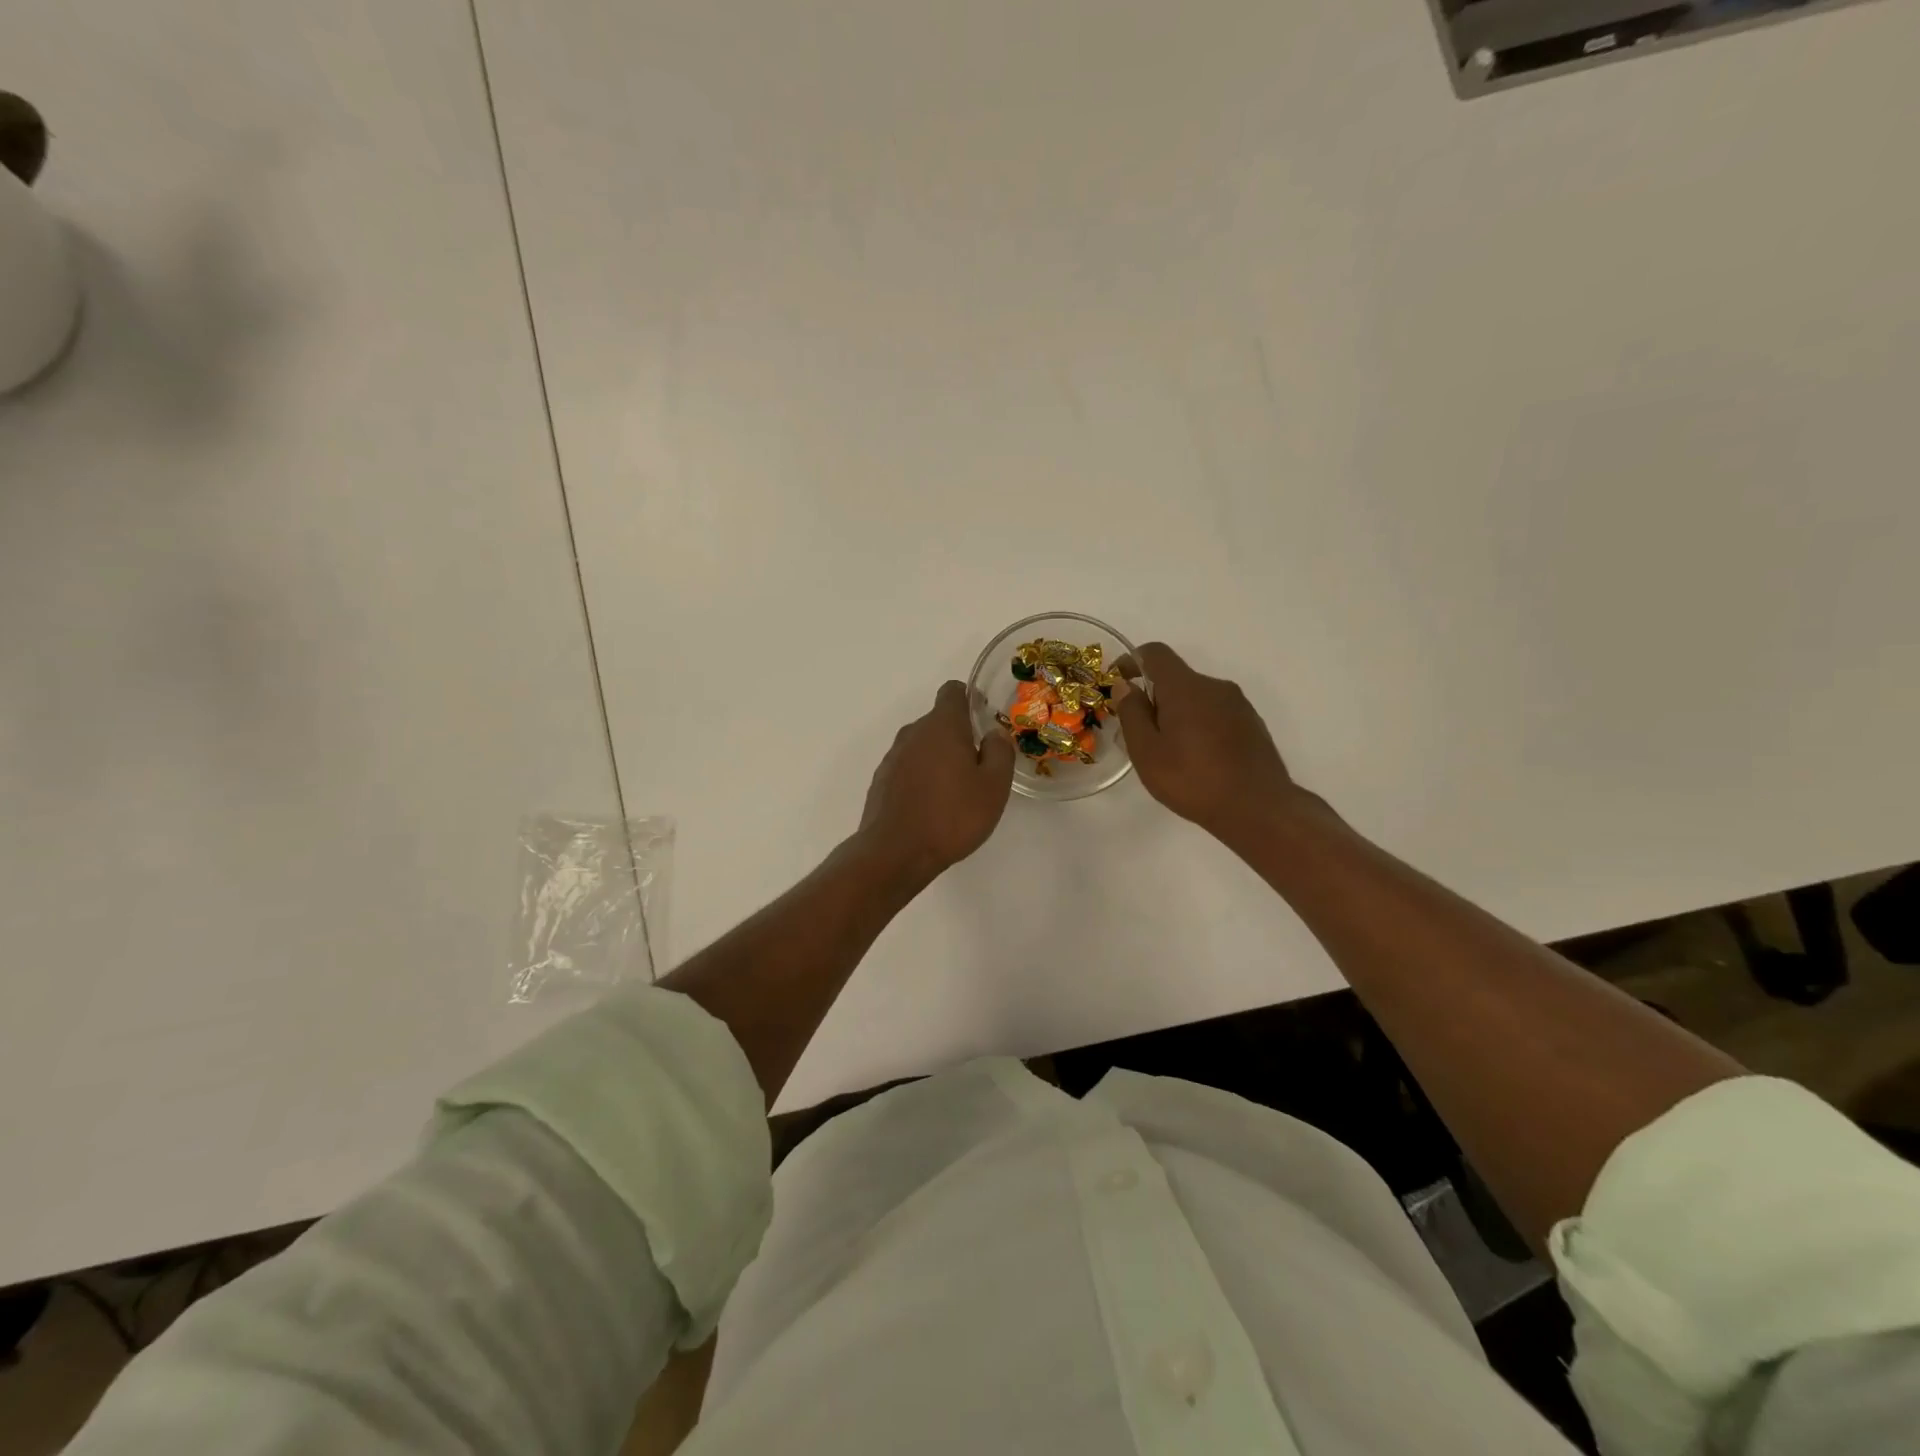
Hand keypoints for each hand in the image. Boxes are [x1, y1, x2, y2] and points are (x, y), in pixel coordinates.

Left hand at [856, 680, 1015, 884]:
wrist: (895, 852)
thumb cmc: (952, 816)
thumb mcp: (994, 786)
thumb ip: (1000, 752)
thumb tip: (994, 733)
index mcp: (942, 726)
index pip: (952, 691)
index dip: (970, 698)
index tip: (983, 719)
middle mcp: (913, 733)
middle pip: (938, 721)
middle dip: (958, 736)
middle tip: (979, 766)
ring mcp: (893, 757)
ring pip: (922, 746)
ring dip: (939, 758)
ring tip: (956, 790)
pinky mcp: (881, 780)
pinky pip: (908, 767)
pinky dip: (921, 777)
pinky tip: (932, 805)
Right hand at [1114, 642, 1305, 843]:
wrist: (1258, 808)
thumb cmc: (1193, 779)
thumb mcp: (1147, 751)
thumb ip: (1132, 713)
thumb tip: (1125, 686)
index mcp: (1185, 687)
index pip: (1155, 653)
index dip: (1132, 661)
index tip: (1118, 682)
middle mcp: (1215, 686)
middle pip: (1176, 678)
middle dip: (1154, 697)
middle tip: (1140, 733)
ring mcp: (1238, 704)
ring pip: (1197, 697)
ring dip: (1177, 713)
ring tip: (1169, 752)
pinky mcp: (1252, 723)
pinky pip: (1216, 713)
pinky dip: (1199, 725)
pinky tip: (1197, 759)